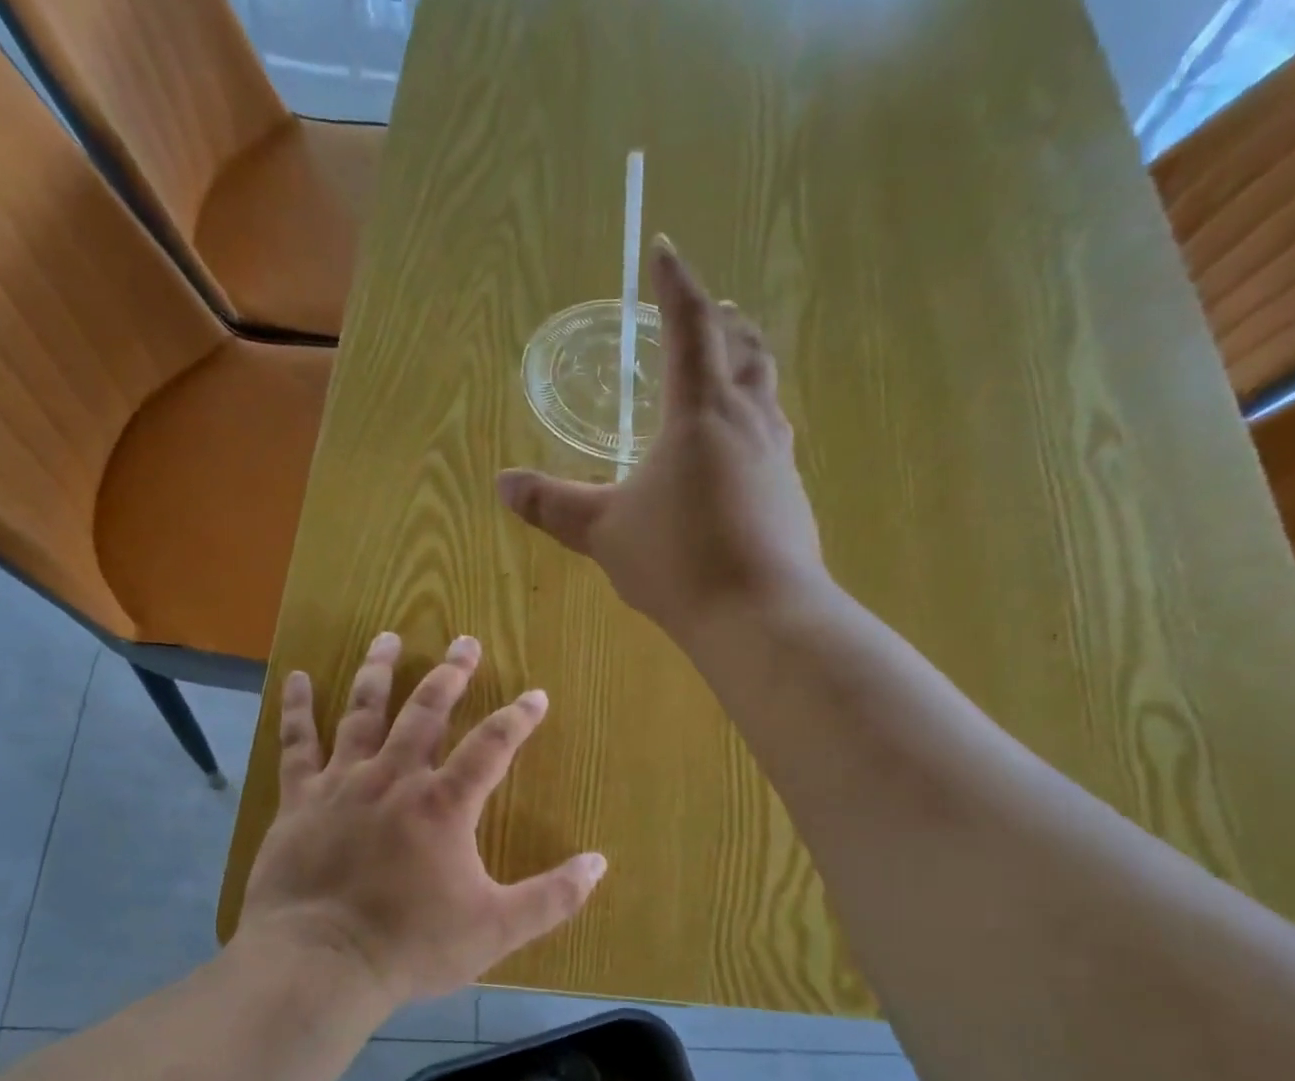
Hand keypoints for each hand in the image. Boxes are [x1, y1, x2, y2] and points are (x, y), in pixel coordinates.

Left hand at [238, 632, 607, 1005]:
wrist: (319, 964)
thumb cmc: (410, 945)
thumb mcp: (496, 928)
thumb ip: (552, 896)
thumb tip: (599, 863)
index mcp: (444, 804)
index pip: (492, 746)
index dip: (518, 718)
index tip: (536, 695)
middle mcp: (394, 778)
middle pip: (426, 711)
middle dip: (451, 674)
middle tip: (464, 642)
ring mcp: (342, 783)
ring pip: (364, 712)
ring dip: (380, 671)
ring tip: (389, 637)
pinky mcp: (299, 799)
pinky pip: (297, 743)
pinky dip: (297, 708)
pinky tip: (299, 677)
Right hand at [498, 239, 830, 648]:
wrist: (760, 614)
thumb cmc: (677, 560)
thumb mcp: (603, 531)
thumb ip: (553, 505)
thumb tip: (502, 483)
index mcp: (699, 410)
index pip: (688, 325)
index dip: (674, 284)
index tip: (664, 250)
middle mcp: (748, 421)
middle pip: (744, 350)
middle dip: (723, 322)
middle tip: (711, 310)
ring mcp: (778, 458)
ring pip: (767, 394)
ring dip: (748, 369)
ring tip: (732, 369)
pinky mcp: (792, 497)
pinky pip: (775, 440)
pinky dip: (756, 424)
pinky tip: (743, 454)